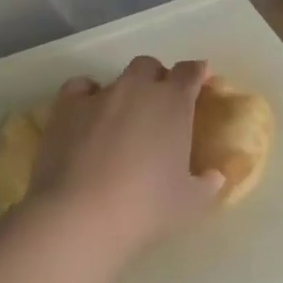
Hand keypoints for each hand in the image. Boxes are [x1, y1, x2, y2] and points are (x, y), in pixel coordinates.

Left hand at [26, 56, 224, 251]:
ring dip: (125, 92)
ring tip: (123, 120)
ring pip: (117, 78)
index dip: (197, 74)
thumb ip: (208, 184)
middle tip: (160, 107)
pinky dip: (87, 96)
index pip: (191, 71)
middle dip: (157, 79)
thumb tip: (216, 176)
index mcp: (173, 103)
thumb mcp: (190, 203)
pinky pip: (80, 87)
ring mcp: (100, 95)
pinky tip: (88, 115)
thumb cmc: (145, 208)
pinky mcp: (66, 107)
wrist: (81, 215)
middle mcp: (137, 88)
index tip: (201, 83)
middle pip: (150, 67)